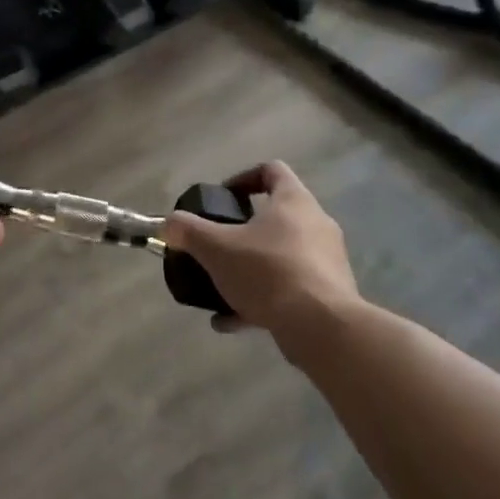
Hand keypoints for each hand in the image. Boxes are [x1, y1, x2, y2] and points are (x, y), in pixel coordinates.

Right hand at [162, 161, 356, 339]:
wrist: (322, 327)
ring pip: (282, 256)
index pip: (272, 171)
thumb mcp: (217, 249)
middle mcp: (316, 224)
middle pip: (277, 216)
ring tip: (221, 289)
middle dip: (244, 232)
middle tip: (219, 245)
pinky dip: (262, 300)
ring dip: (251, 269)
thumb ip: (189, 232)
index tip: (223, 199)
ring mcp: (327, 261)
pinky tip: (232, 321)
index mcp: (293, 201)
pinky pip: (290, 289)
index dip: (244, 178)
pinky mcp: (330, 294)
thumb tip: (168, 224)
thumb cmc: (268, 271)